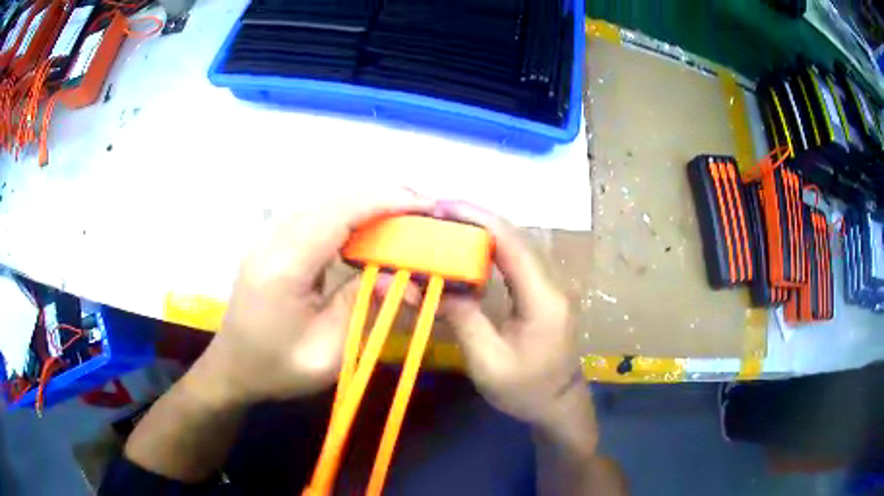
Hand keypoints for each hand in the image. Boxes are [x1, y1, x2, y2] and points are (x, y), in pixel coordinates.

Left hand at [195, 189, 432, 404]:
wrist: (232, 367)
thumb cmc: (277, 369)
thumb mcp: (327, 354)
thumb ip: (362, 307)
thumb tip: (401, 275)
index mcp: (284, 267)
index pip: (339, 214)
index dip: (385, 202)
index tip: (425, 206)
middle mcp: (272, 239)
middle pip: (333, 199)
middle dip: (382, 196)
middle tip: (423, 211)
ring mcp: (268, 235)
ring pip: (324, 200)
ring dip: (367, 202)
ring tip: (403, 215)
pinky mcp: (271, 239)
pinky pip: (315, 212)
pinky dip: (348, 211)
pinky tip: (368, 226)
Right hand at [437, 202, 589, 427]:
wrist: (558, 405)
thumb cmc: (525, 391)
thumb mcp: (488, 361)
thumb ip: (462, 318)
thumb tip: (432, 283)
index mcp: (542, 298)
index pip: (510, 243)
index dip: (476, 218)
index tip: (440, 207)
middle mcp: (549, 282)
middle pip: (513, 236)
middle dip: (473, 219)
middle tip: (433, 215)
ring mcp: (548, 286)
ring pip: (513, 245)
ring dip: (479, 231)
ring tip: (444, 227)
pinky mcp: (541, 292)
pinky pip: (513, 261)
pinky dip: (487, 249)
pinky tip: (465, 251)